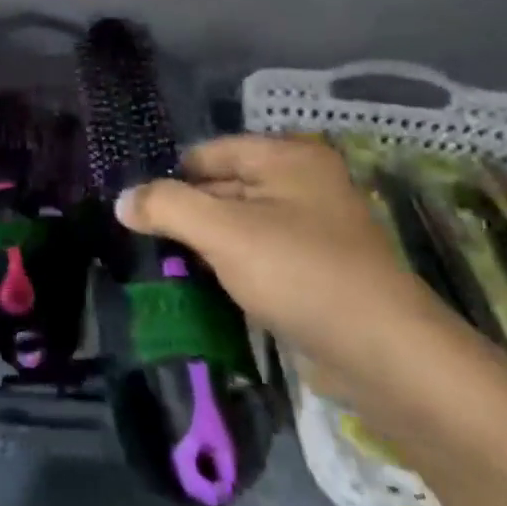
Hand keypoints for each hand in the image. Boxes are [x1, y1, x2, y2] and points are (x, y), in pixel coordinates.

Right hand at [114, 135, 452, 399]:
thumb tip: (123, 201)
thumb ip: (167, 207)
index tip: (136, 210)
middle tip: (144, 241)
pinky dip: (233, 266)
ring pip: (241, 224)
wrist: (383, 353)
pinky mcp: (316, 268)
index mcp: (287, 156)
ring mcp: (313, 226)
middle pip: (224, 185)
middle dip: (187, 212)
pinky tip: (206, 287)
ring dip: (207, 243)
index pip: (209, 152)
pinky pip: (260, 254)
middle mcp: (303, 181)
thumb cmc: (299, 272)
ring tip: (165, 265)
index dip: (171, 178)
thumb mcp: (223, 232)